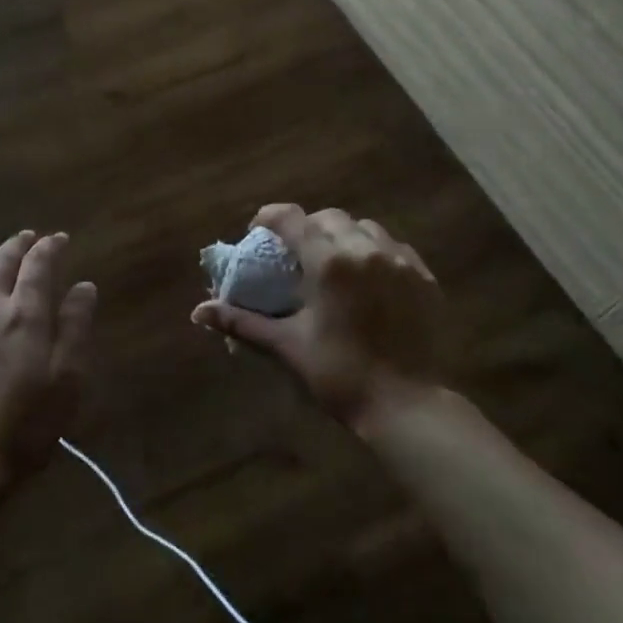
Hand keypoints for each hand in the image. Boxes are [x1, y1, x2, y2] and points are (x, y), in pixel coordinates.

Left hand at [0, 231, 97, 496]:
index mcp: (24, 315)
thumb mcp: (66, 381)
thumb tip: (84, 286)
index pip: (37, 266)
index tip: (59, 239)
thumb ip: (75, 328)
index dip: (49, 248)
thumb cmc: (23, 427)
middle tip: (28, 236)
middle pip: (1, 263)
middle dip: (17, 245)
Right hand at [192, 205, 438, 427]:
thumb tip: (198, 312)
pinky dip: (375, 251)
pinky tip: (368, 278)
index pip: (291, 218)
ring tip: (333, 263)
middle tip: (295, 254)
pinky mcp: (424, 277)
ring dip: (342, 236)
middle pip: (328, 218)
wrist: (408, 405)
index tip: (256, 231)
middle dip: (306, 227)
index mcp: (329, 261)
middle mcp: (365, 249)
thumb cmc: (340, 374)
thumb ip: (242, 322)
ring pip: (364, 228)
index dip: (269, 217)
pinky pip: (394, 247)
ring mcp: (400, 260)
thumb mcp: (287, 346)